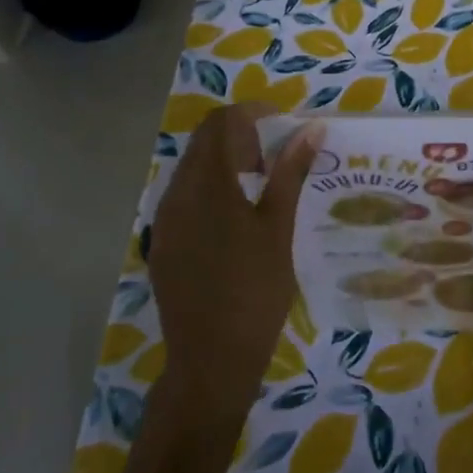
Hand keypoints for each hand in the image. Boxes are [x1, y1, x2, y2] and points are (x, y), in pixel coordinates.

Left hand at [147, 105, 323, 420]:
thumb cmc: (255, 290)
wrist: (211, 360)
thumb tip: (311, 128)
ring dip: (226, 162)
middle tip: (278, 157)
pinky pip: (184, 197)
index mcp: (206, 184)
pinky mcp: (162, 242)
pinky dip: (211, 189)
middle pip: (204, 142)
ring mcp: (164, 219)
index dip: (254, 113)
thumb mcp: (279, 227)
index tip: (286, 126)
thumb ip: (290, 172)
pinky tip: (236, 219)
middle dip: (241, 136)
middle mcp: (176, 193)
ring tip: (262, 187)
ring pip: (192, 169)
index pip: (221, 122)